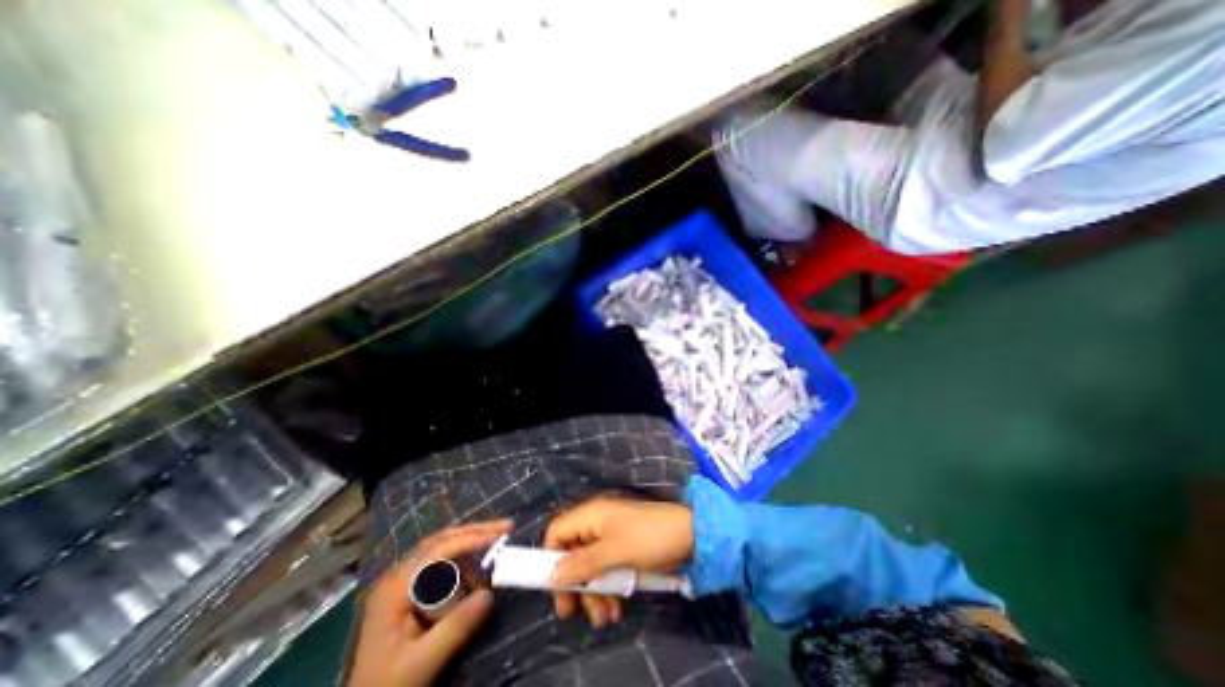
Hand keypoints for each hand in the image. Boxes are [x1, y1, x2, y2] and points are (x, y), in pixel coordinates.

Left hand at [348, 521, 511, 686]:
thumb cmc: (387, 685)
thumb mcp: (420, 663)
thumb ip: (455, 629)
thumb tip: (491, 594)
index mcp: (396, 586)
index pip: (440, 549)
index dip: (472, 538)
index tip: (501, 535)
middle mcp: (398, 575)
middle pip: (442, 540)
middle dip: (475, 531)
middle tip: (507, 527)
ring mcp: (402, 581)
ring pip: (442, 549)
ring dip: (471, 546)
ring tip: (496, 549)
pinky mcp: (409, 591)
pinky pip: (440, 564)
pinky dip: (463, 562)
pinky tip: (476, 572)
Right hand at [544, 499, 686, 627]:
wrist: (689, 534)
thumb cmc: (648, 538)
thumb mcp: (613, 552)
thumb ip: (581, 564)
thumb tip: (553, 575)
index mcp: (590, 515)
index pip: (557, 531)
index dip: (550, 556)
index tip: (553, 587)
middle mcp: (597, 523)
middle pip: (572, 553)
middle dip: (575, 584)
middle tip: (573, 613)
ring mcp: (611, 536)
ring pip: (590, 566)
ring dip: (594, 593)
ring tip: (606, 618)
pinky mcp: (624, 548)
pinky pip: (608, 569)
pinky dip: (610, 588)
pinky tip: (617, 608)